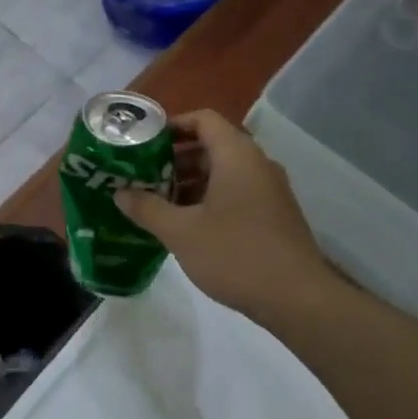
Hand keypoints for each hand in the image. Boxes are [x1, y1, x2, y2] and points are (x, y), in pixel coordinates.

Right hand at [115, 111, 332, 319]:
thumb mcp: (181, 232)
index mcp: (236, 155)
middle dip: (175, 158)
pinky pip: (237, 191)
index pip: (203, 119)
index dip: (172, 125)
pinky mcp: (275, 214)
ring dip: (191, 181)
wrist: (298, 299)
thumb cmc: (235, 254)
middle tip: (144, 174)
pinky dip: (210, 197)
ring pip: (224, 171)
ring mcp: (270, 190)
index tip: (144, 142)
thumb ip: (147, 208)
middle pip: (212, 145)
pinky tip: (188, 224)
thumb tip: (119, 193)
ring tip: (159, 201)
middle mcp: (257, 164)